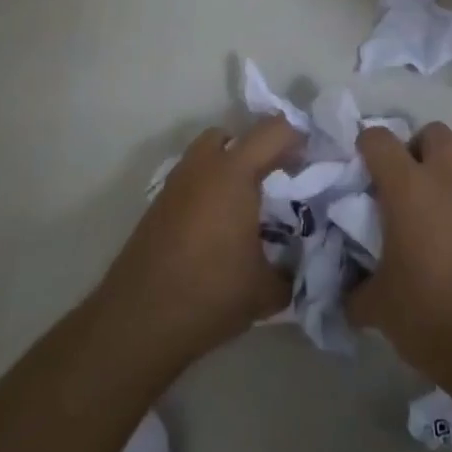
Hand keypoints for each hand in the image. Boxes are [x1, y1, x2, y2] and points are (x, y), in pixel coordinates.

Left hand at [96, 117, 299, 371]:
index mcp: (234, 172)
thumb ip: (294, 270)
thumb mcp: (267, 290)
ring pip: (207, 154)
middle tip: (278, 180)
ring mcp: (176, 183)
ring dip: (230, 166)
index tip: (313, 163)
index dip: (298, 139)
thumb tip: (305, 264)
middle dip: (259, 150)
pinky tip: (218, 227)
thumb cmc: (209, 294)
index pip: (274, 131)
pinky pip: (192, 179)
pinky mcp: (158, 204)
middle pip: (235, 135)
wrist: (138, 321)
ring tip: (247, 205)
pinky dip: (208, 188)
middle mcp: (203, 166)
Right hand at [346, 121, 451, 381]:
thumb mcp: (377, 306)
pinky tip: (439, 250)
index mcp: (408, 188)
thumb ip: (355, 291)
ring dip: (437, 181)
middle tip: (395, 184)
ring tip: (418, 222)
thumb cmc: (428, 311)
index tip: (354, 174)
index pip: (379, 139)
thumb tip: (348, 293)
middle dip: (414, 148)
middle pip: (434, 133)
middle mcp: (444, 183)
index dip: (364, 148)